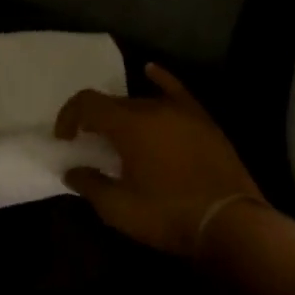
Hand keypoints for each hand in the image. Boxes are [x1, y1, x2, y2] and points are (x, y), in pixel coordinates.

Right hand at [54, 62, 265, 256]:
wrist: (230, 223)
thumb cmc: (168, 214)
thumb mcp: (119, 208)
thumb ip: (90, 185)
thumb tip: (72, 171)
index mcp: (128, 124)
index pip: (87, 103)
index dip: (69, 116)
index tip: (64, 139)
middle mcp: (153, 108)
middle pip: (114, 103)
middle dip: (95, 120)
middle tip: (89, 144)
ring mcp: (182, 113)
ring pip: (142, 102)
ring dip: (123, 115)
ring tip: (117, 135)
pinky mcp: (203, 122)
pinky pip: (177, 92)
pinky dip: (161, 79)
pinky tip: (150, 71)